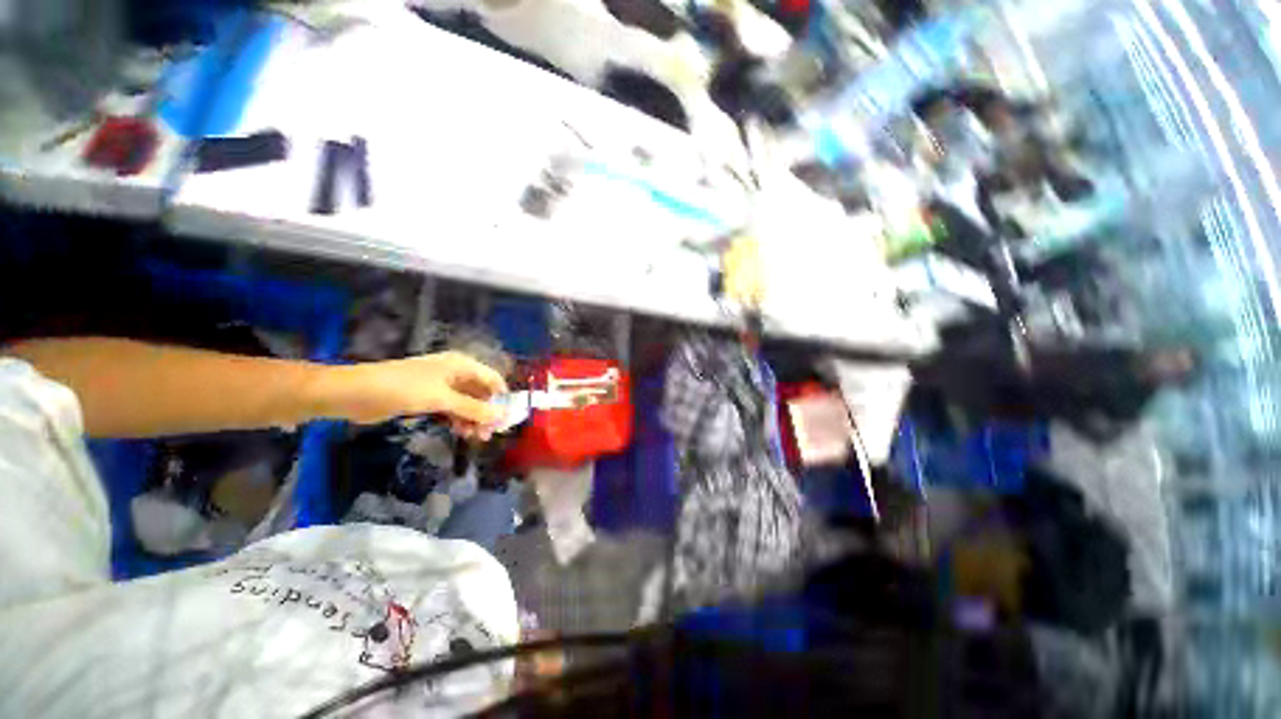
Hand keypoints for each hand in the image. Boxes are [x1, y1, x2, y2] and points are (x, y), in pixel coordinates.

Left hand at [319, 352, 507, 436]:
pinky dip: (459, 420)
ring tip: (475, 438)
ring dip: (473, 419)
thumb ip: (474, 409)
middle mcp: (455, 373)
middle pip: (481, 392)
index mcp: (462, 365)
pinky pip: (452, 409)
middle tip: (489, 434)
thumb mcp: (442, 399)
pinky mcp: (428, 398)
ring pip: (467, 403)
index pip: (493, 380)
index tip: (506, 420)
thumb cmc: (403, 389)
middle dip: (487, 412)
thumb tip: (503, 417)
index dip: (502, 398)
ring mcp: (442, 386)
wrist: (355, 393)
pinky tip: (461, 432)